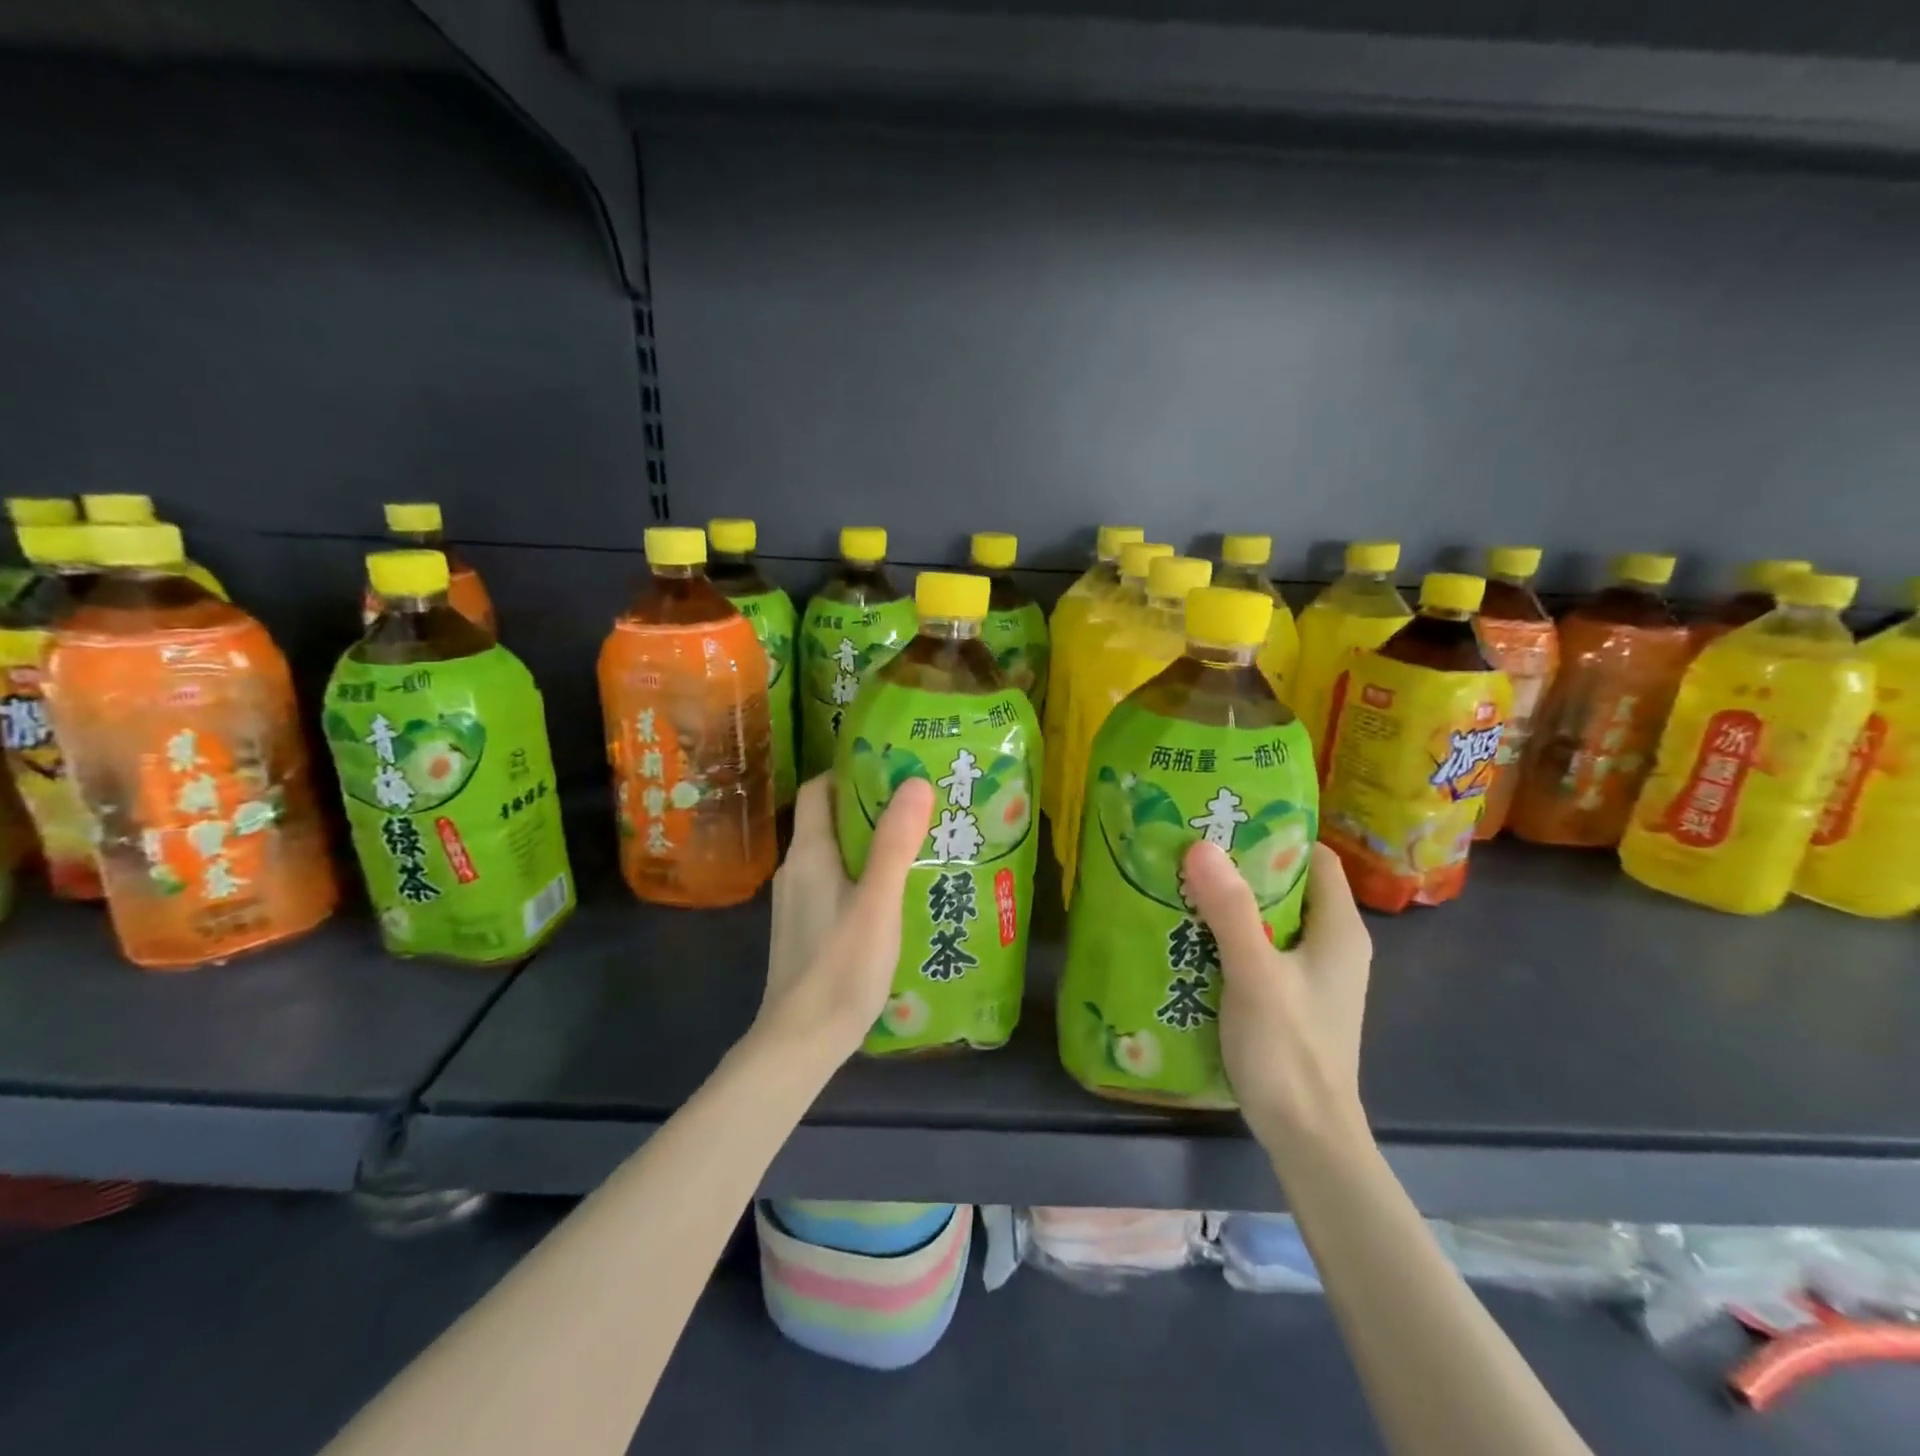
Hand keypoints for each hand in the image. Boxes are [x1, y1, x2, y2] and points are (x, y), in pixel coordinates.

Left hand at [756, 773, 936, 1061]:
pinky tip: (893, 895)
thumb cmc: (841, 966)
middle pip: (830, 819)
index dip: (853, 772)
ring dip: (869, 843)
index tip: (895, 769)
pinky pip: (834, 883)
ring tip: (915, 846)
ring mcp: (797, 901)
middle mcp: (796, 869)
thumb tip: (915, 782)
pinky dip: (861, 874)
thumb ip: (895, 843)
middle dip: (871, 807)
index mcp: (809, 853)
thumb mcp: (878, 901)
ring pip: (834, 854)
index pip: (821, 789)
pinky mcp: (804, 928)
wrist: (800, 1041)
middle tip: (919, 807)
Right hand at [1182, 841, 1372, 1154]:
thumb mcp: (1255, 973)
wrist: (1307, 1137)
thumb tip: (1201, 845)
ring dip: (1233, 902)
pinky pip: (1262, 949)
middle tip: (1193, 848)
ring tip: (1184, 883)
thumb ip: (1230, 910)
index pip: (1316, 858)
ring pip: (1273, 919)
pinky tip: (1192, 935)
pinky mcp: (1293, 998)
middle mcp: (1334, 945)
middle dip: (1244, 866)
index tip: (1228, 820)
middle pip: (1290, 886)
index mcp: (1340, 930)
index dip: (1278, 834)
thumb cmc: (1290, 1050)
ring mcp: (1314, 975)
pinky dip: (1232, 936)